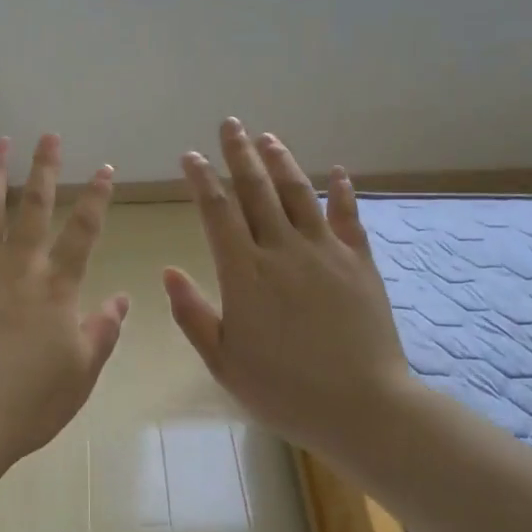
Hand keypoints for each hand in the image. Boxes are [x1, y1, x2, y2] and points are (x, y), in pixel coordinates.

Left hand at [0, 135, 130, 459]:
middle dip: (44, 168)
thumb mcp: (81, 372)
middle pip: (33, 207)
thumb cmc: (29, 400)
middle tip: (48, 136)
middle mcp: (17, 266)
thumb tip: (121, 299)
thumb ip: (103, 331)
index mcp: (55, 286)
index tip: (105, 169)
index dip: (96, 198)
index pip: (83, 232)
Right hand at [163, 120, 414, 455]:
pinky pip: (348, 217)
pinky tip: (338, 173)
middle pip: (257, 190)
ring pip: (299, 194)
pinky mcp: (359, 262)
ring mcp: (325, 252)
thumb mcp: (224, 361)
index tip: (192, 156)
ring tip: (269, 138)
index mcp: (245, 273)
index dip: (203, 180)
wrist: (363, 407)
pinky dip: (343, 192)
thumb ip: (193, 314)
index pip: (218, 212)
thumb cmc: (284, 390)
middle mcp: (282, 250)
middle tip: (230, 124)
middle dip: (240, 153)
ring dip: (282, 162)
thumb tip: (169, 271)